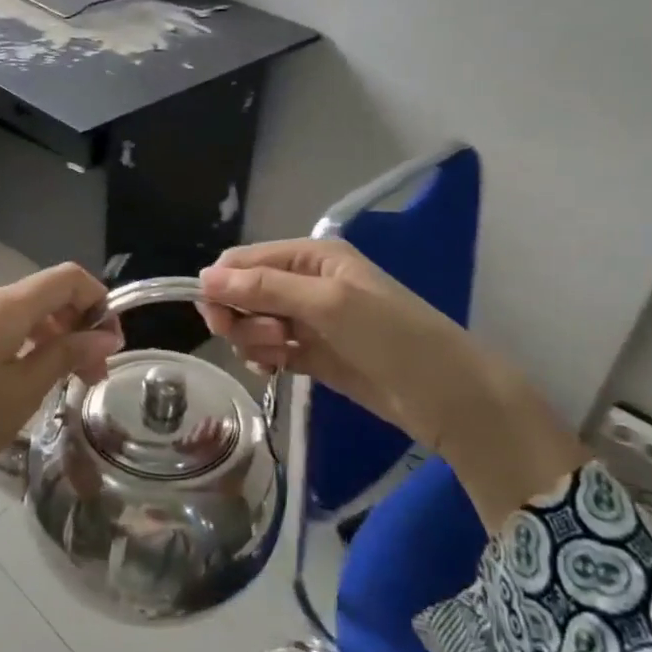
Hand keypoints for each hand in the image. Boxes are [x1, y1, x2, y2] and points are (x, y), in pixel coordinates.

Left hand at [0, 263, 121, 545]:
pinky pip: (1, 330)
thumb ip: (66, 354)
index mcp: (5, 305)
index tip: (112, 344)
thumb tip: (105, 334)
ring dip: (54, 339)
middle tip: (94, 375)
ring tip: (67, 384)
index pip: (67, 277)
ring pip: (24, 315)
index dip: (98, 300)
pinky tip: (30, 384)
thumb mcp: (22, 392)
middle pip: (46, 295)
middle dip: (79, 325)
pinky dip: (27, 347)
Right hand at [197, 239, 586, 528]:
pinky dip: (265, 358)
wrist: (446, 396)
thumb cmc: (391, 336)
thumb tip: (204, 277)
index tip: (218, 319)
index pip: (244, 259)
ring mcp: (309, 320)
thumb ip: (265, 287)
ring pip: (253, 322)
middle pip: (243, 291)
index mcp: (311, 255)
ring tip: (284, 357)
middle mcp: (305, 281)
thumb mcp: (328, 303)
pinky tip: (278, 370)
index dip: (223, 285)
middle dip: (242, 315)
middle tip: (264, 340)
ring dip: (255, 340)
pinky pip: (269, 349)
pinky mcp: (312, 354)